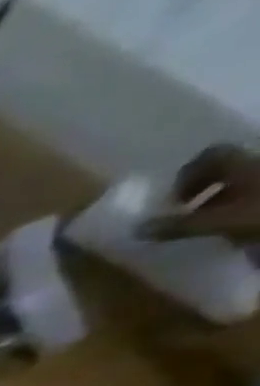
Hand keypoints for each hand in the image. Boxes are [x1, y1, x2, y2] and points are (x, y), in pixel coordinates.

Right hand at [145, 146, 259, 245]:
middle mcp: (256, 163)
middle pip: (225, 167)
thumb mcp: (221, 221)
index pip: (209, 156)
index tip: (173, 198)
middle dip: (202, 186)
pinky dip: (239, 203)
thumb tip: (137, 229)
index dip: (187, 175)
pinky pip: (252, 192)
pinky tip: (233, 223)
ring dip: (219, 197)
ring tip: (207, 220)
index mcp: (242, 164)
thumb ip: (180, 225)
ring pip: (240, 179)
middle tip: (185, 209)